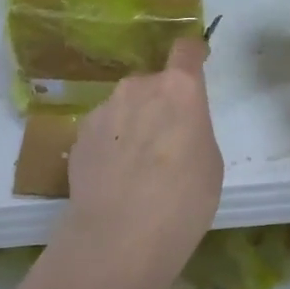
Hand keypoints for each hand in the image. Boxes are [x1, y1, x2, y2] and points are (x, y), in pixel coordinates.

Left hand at [53, 38, 223, 288]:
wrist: (117, 238)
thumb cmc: (182, 202)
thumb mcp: (209, 163)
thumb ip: (193, 128)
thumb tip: (175, 126)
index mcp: (180, 89)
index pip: (186, 50)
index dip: (192, 54)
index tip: (196, 60)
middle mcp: (138, 86)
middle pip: (154, 82)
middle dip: (161, 103)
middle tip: (166, 142)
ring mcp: (104, 107)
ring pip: (126, 105)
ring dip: (133, 122)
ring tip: (135, 167)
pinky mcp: (80, 132)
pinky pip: (103, 128)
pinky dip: (110, 143)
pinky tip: (112, 178)